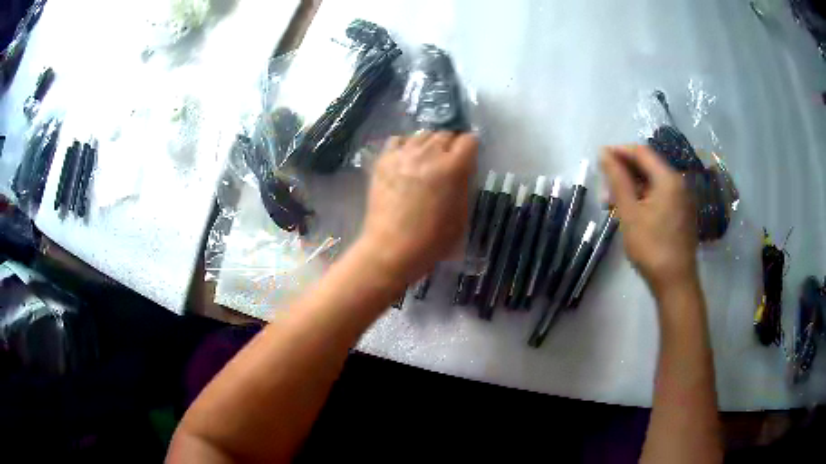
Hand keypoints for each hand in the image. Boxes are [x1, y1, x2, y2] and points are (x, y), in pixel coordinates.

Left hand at [359, 131, 477, 282]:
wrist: (392, 249)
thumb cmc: (432, 240)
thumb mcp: (462, 215)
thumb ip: (464, 185)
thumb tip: (462, 169)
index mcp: (453, 168)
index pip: (469, 140)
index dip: (471, 147)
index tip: (469, 157)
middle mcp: (429, 154)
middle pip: (445, 134)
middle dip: (451, 144)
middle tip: (448, 160)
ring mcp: (403, 155)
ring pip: (422, 134)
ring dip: (429, 144)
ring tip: (427, 159)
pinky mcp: (384, 160)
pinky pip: (398, 140)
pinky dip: (406, 145)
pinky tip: (407, 158)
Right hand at [600, 145, 697, 296]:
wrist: (676, 283)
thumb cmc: (651, 247)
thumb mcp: (630, 213)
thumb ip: (618, 180)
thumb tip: (605, 154)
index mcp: (668, 179)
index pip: (641, 152)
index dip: (619, 151)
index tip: (599, 158)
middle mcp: (679, 183)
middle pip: (648, 166)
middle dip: (625, 172)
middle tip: (605, 188)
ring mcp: (683, 198)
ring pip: (654, 182)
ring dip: (633, 186)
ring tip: (615, 203)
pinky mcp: (682, 213)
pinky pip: (661, 195)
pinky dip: (644, 197)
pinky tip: (632, 211)